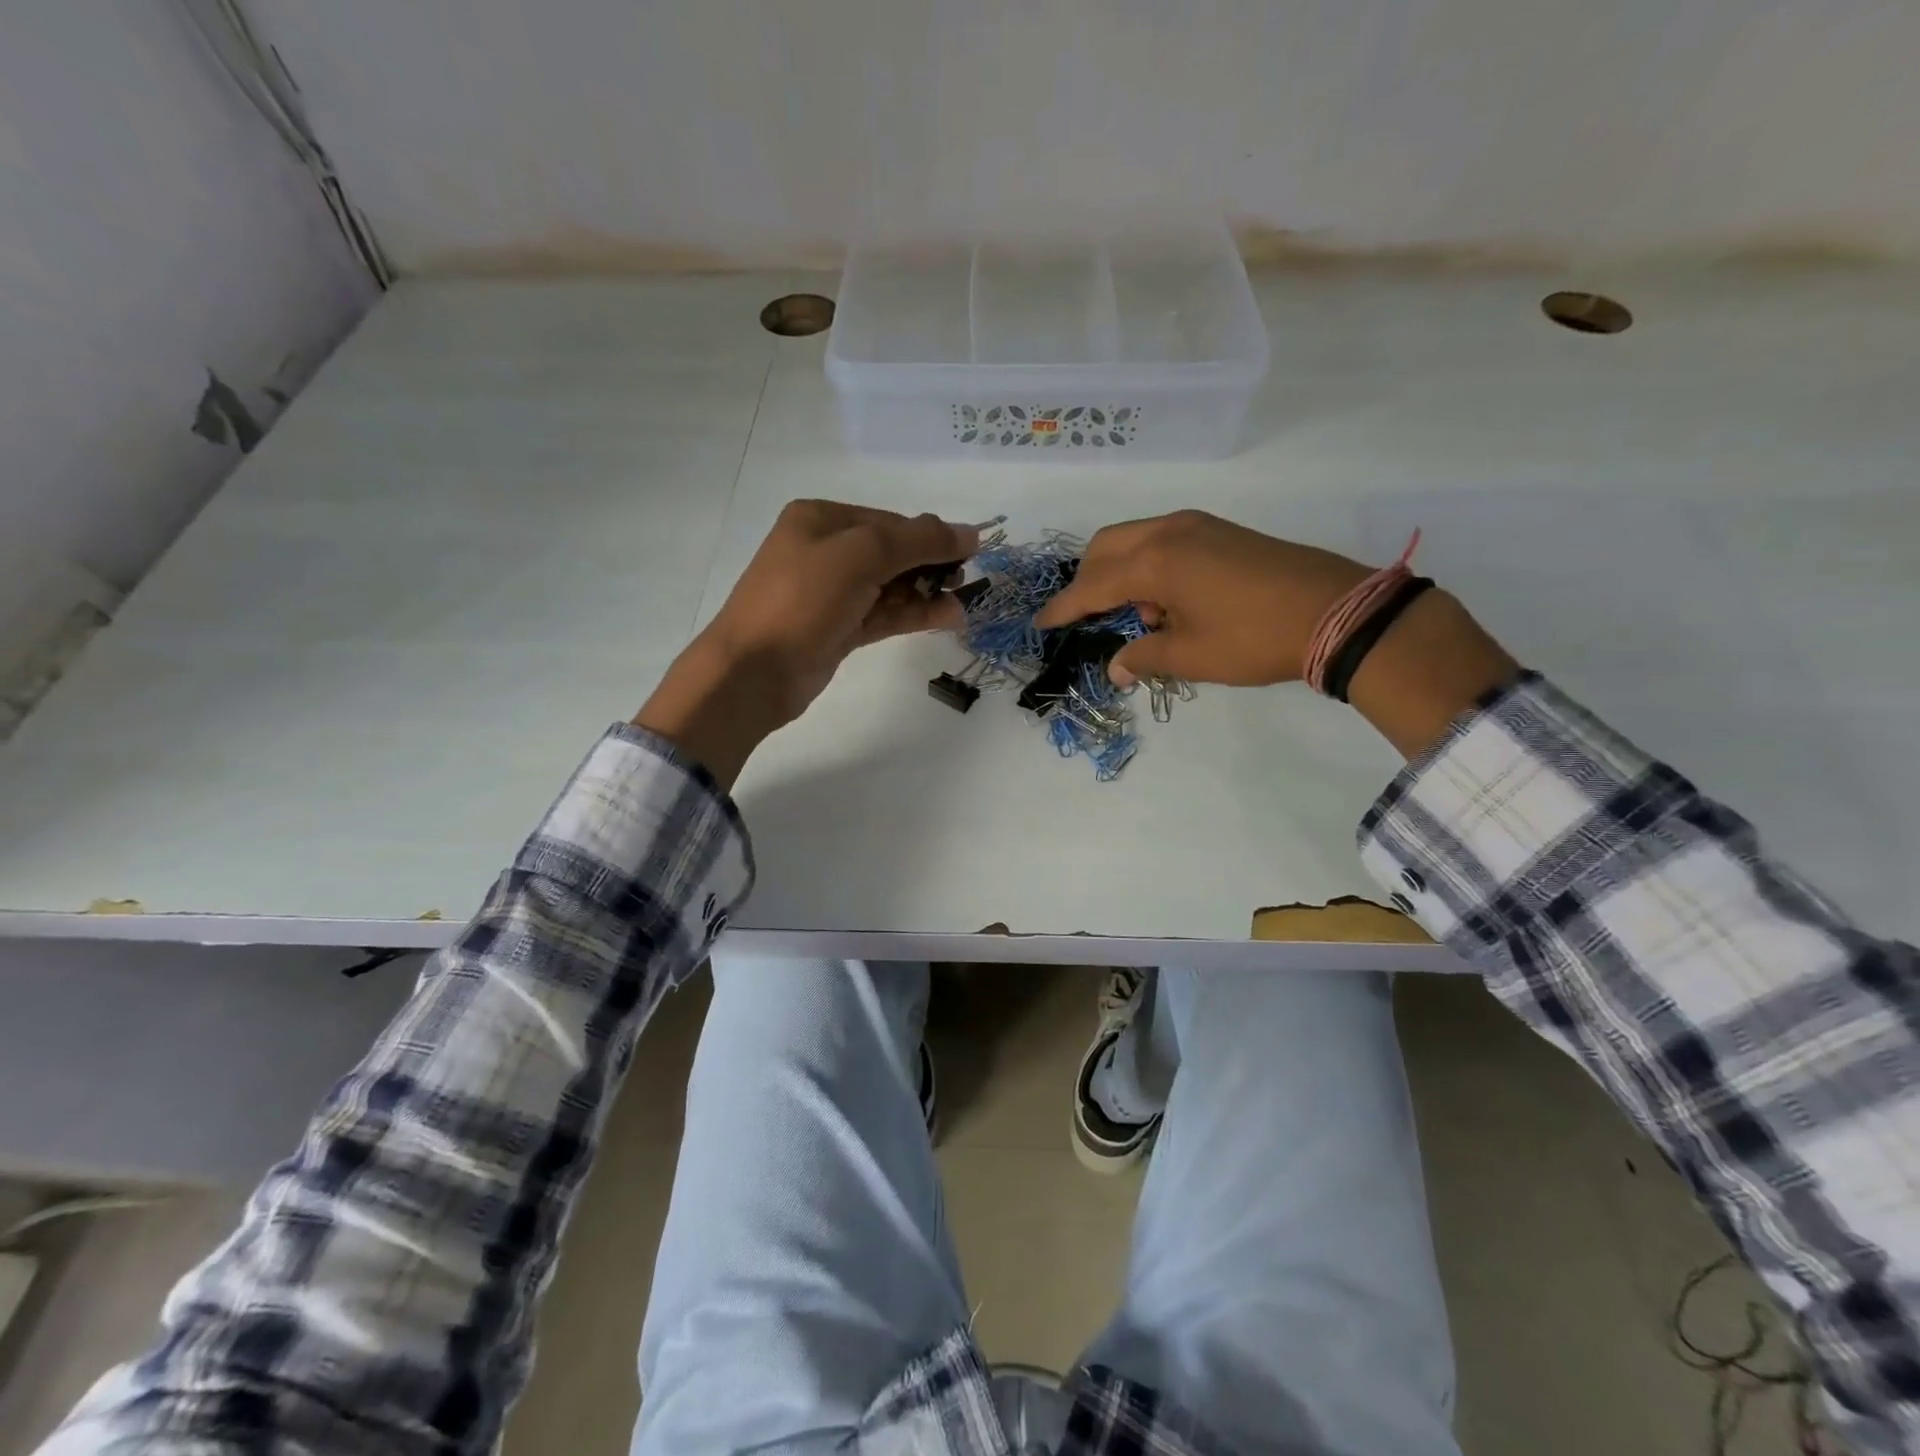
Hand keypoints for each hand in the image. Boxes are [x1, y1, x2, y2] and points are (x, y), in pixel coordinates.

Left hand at [636, 501, 979, 784]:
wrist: (754, 671)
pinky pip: (884, 614)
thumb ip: (918, 541)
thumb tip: (969, 532)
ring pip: (890, 586)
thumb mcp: (861, 555)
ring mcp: (831, 594)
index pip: (889, 521)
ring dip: (927, 593)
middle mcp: (825, 551)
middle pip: (892, 552)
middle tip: (966, 581)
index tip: (971, 552)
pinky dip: (914, 615)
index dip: (930, 535)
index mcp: (821, 520)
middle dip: (930, 565)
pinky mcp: (838, 629)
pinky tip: (946, 617)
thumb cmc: (803, 600)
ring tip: (963, 606)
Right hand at [1035, 509, 1519, 756]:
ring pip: (1135, 540)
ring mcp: (1198, 526)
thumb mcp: (1190, 656)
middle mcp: (1169, 531)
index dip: (1064, 608)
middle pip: (1106, 547)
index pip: (1091, 585)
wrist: (1338, 612)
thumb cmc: (1253, 638)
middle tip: (1087, 618)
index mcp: (1154, 561)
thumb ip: (1143, 656)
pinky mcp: (1220, 531)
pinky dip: (1150, 567)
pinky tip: (1170, 603)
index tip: (1041, 623)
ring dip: (1122, 574)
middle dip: (1088, 581)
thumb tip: (1116, 666)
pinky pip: (1165, 541)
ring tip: (1143, 620)